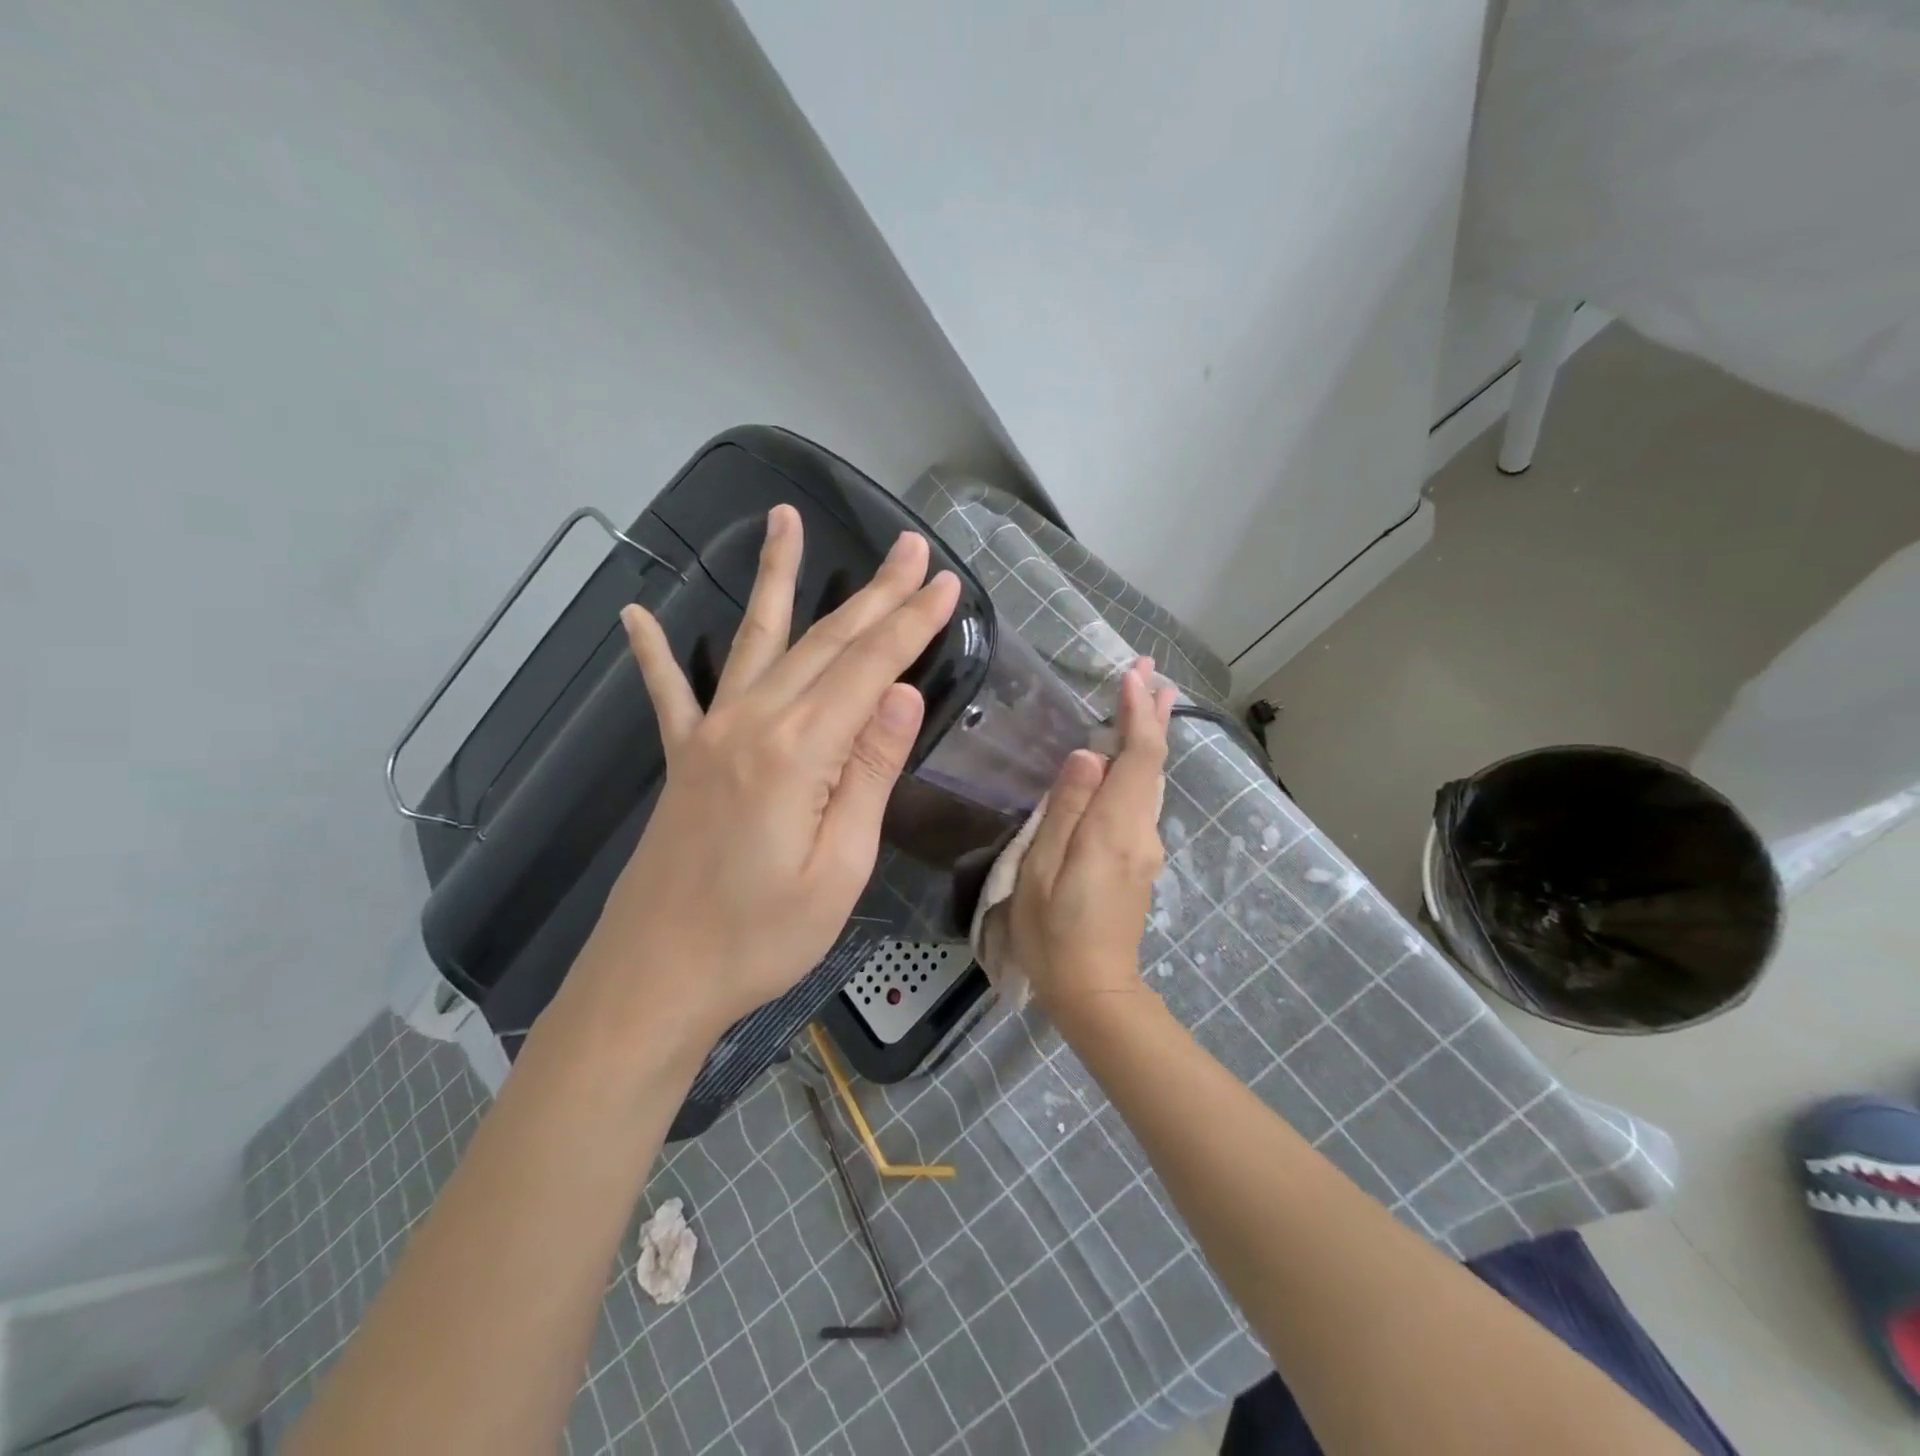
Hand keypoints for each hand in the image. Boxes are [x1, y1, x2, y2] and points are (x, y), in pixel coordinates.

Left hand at [569, 504, 959, 1048]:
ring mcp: (710, 734)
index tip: (945, 582)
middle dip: (874, 593)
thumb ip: (869, 774)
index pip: (870, 668)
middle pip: (825, 642)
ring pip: (758, 641)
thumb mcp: (840, 867)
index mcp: (799, 751)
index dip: (912, 623)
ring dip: (779, 580)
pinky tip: (636, 612)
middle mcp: (752, 723)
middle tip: (909, 546)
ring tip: (785, 520)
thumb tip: (903, 697)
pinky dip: (655, 652)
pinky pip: (669, 692)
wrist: (657, 976)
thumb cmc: (760, 936)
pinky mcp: (684, 757)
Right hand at [1008, 657, 1175, 1011]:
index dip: (1137, 714)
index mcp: (1115, 829)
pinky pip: (1144, 798)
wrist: (1093, 989)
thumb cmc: (1053, 931)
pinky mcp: (1141, 860)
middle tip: (1153, 672)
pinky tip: (1133, 756)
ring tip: (1151, 697)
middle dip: (1153, 713)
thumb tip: (1088, 755)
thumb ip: (1066, 810)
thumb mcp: (1041, 870)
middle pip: (1154, 763)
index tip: (1133, 675)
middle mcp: (1141, 831)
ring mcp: (1146, 847)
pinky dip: (1142, 764)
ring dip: (1151, 735)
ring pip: (1152, 779)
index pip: (1138, 757)